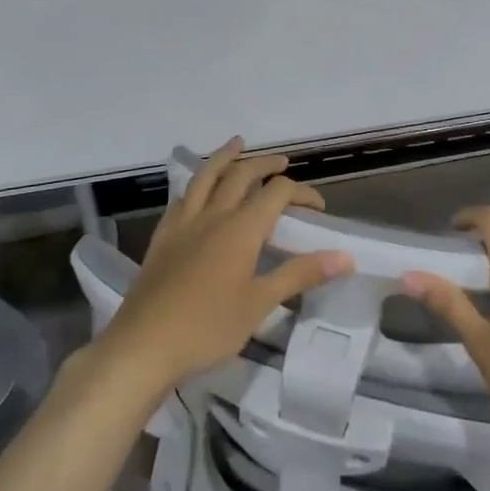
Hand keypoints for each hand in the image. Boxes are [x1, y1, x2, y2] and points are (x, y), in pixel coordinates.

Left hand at [97, 138, 350, 395]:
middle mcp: (213, 215)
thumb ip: (301, 274)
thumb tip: (346, 257)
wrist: (143, 346)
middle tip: (283, 162)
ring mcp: (183, 223)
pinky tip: (199, 189)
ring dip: (226, 157)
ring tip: (237, 144)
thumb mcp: (260, 303)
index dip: (302, 192)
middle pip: (241, 174)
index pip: (278, 193)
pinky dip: (198, 183)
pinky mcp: (162, 237)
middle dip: (266, 164)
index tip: (318, 209)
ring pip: (206, 176)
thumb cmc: (208, 327)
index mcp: (241, 228)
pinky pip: (183, 196)